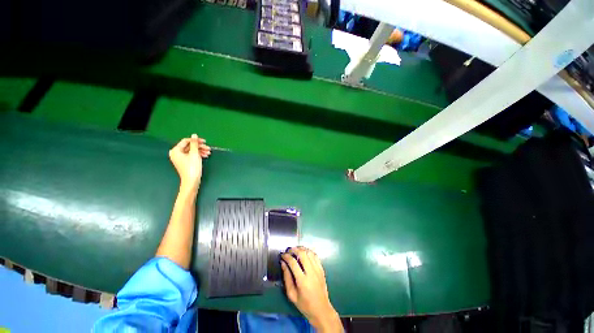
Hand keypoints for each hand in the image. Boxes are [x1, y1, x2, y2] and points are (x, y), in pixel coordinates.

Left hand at [169, 134, 210, 192]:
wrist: (192, 181)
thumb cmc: (192, 167)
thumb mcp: (195, 153)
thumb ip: (195, 143)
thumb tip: (194, 135)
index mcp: (176, 150)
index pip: (186, 141)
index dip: (196, 141)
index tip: (205, 142)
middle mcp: (176, 153)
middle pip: (189, 146)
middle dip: (199, 147)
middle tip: (208, 148)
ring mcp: (180, 158)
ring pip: (191, 151)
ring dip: (200, 151)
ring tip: (208, 153)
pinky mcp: (184, 162)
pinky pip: (191, 155)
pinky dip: (198, 155)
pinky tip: (205, 156)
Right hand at [281, 247, 341, 332]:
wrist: (321, 310)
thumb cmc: (305, 305)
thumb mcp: (292, 295)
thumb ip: (287, 278)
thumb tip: (283, 264)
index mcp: (303, 281)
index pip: (293, 263)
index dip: (287, 257)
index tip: (282, 255)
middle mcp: (311, 273)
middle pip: (302, 254)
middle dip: (294, 249)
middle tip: (288, 250)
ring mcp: (318, 270)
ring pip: (309, 253)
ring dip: (301, 249)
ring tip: (295, 250)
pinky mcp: (322, 269)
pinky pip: (315, 256)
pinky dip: (309, 251)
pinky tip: (304, 253)